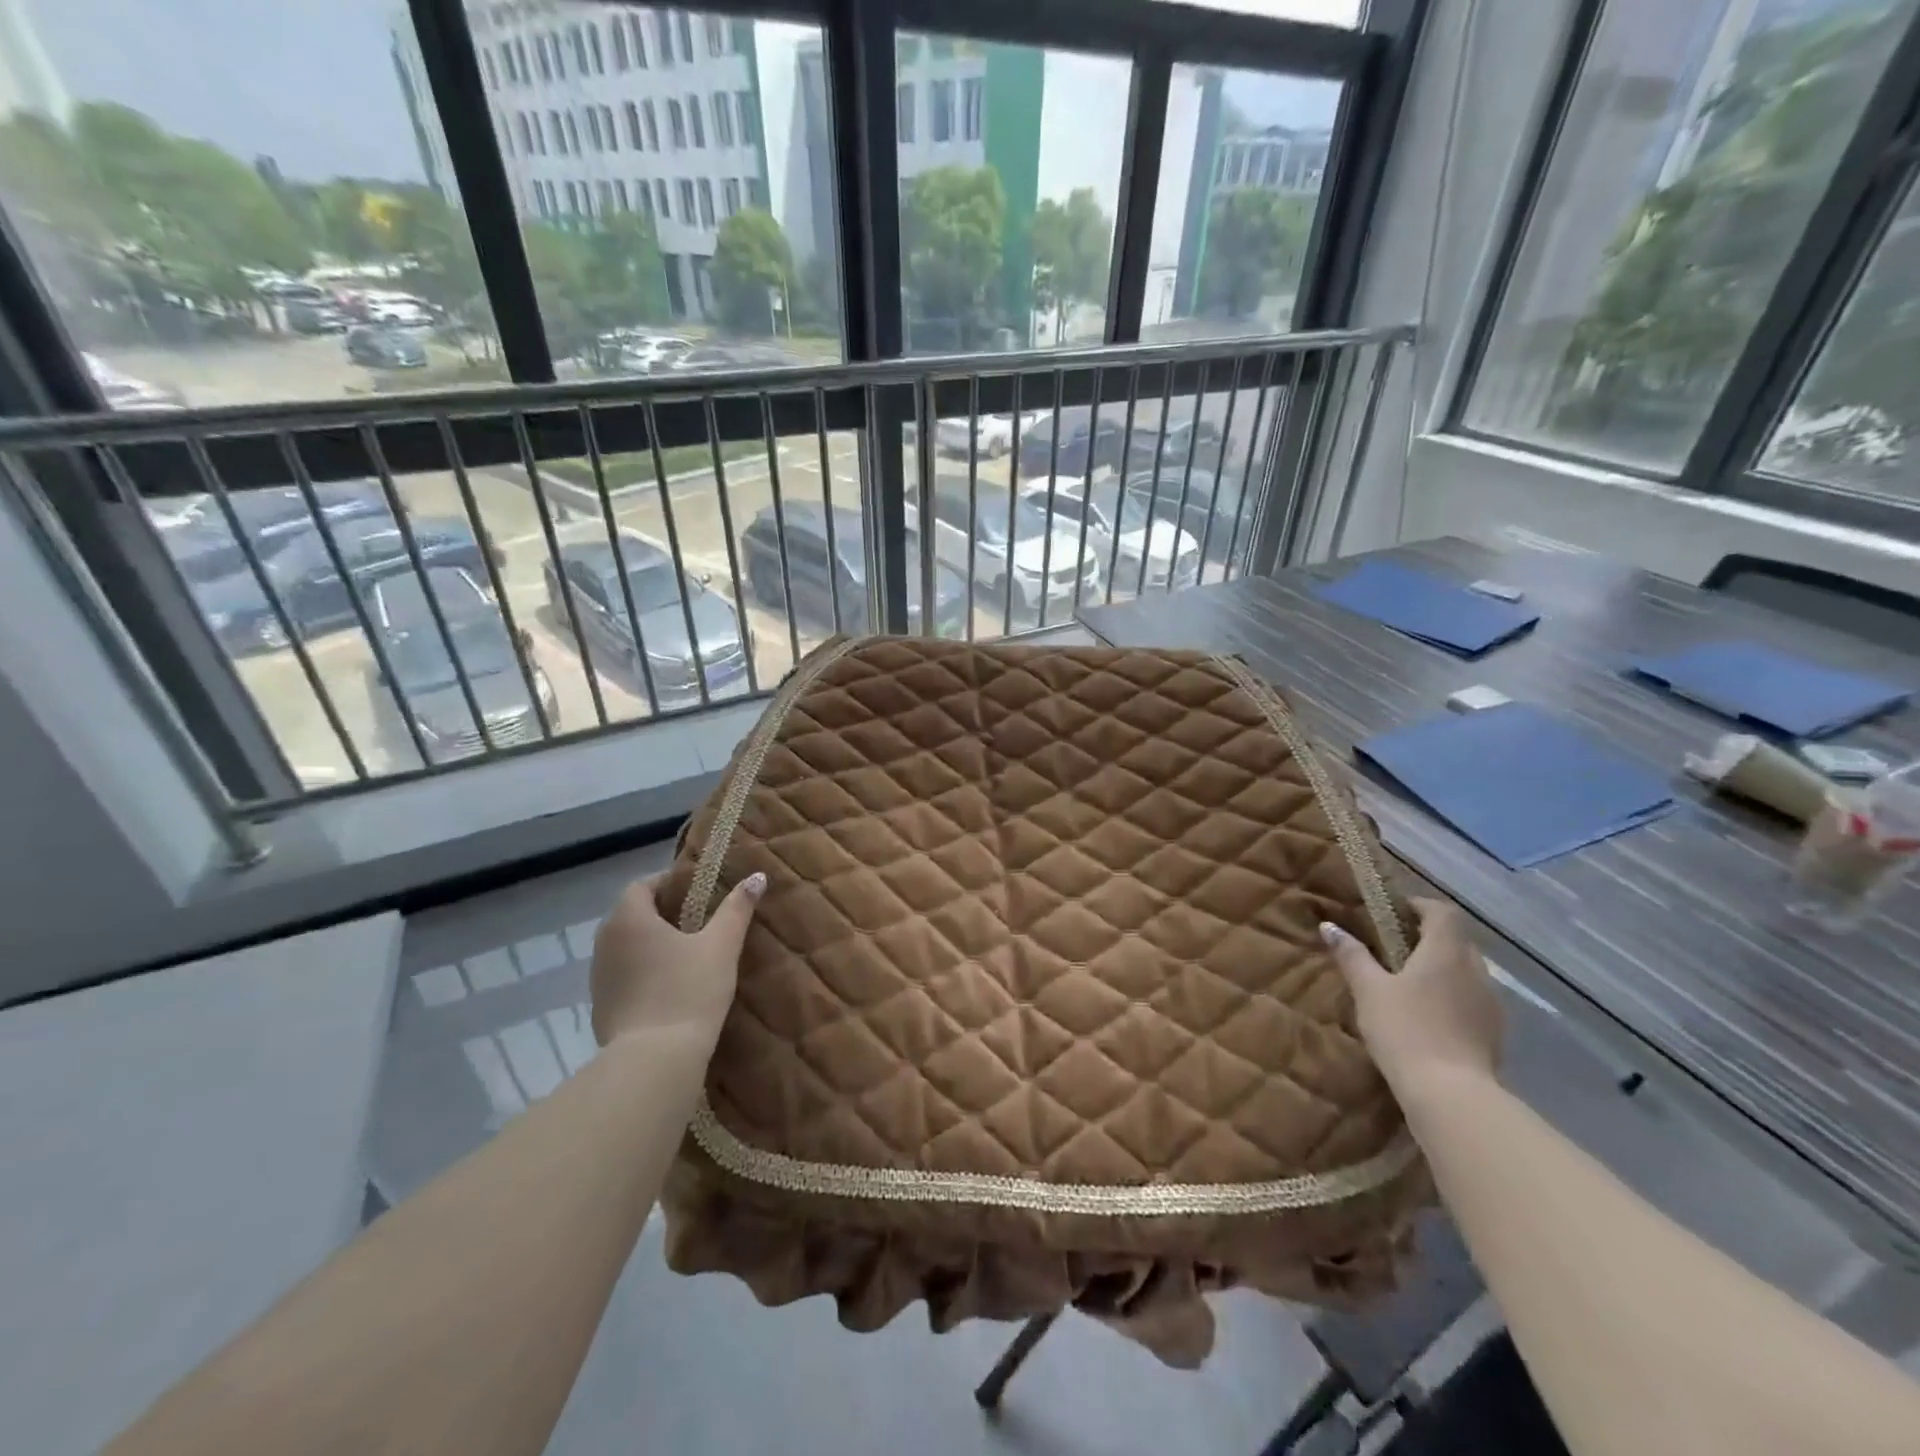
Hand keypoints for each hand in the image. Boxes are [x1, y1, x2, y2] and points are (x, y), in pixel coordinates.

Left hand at [590, 872, 765, 1046]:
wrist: (654, 1062)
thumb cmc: (688, 991)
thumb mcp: (722, 946)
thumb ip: (737, 909)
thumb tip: (757, 876)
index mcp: (629, 919)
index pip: (642, 885)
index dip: (669, 883)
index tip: (698, 892)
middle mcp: (605, 942)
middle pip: (632, 915)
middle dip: (663, 914)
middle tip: (700, 921)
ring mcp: (598, 978)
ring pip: (626, 947)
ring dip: (652, 945)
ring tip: (687, 955)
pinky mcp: (600, 1008)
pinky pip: (623, 976)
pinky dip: (643, 973)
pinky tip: (670, 988)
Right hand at [1321, 899, 1501, 1088]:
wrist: (1451, 1094)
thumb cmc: (1405, 1030)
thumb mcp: (1368, 990)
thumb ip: (1352, 955)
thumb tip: (1329, 927)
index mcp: (1445, 953)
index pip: (1442, 912)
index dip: (1420, 906)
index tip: (1395, 911)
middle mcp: (1475, 971)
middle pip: (1457, 940)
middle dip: (1429, 937)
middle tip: (1395, 947)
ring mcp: (1490, 1003)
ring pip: (1467, 970)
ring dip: (1442, 968)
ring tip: (1409, 983)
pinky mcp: (1494, 1032)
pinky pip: (1472, 998)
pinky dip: (1452, 995)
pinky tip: (1429, 1015)